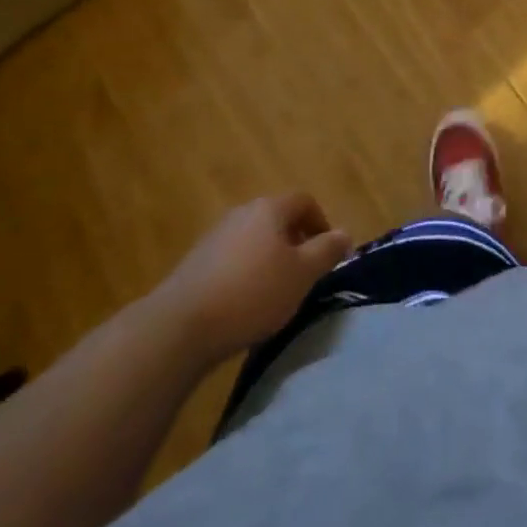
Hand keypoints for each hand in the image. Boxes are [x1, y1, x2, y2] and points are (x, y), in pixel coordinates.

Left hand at [156, 194, 352, 365]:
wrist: (181, 325)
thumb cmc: (252, 293)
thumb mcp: (301, 275)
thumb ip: (326, 251)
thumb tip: (345, 233)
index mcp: (270, 208)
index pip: (304, 201)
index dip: (321, 223)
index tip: (328, 253)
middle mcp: (242, 212)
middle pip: (277, 218)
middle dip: (295, 241)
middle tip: (304, 274)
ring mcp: (215, 235)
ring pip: (254, 238)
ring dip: (269, 258)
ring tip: (275, 292)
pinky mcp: (196, 262)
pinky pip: (232, 258)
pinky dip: (245, 272)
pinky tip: (244, 303)